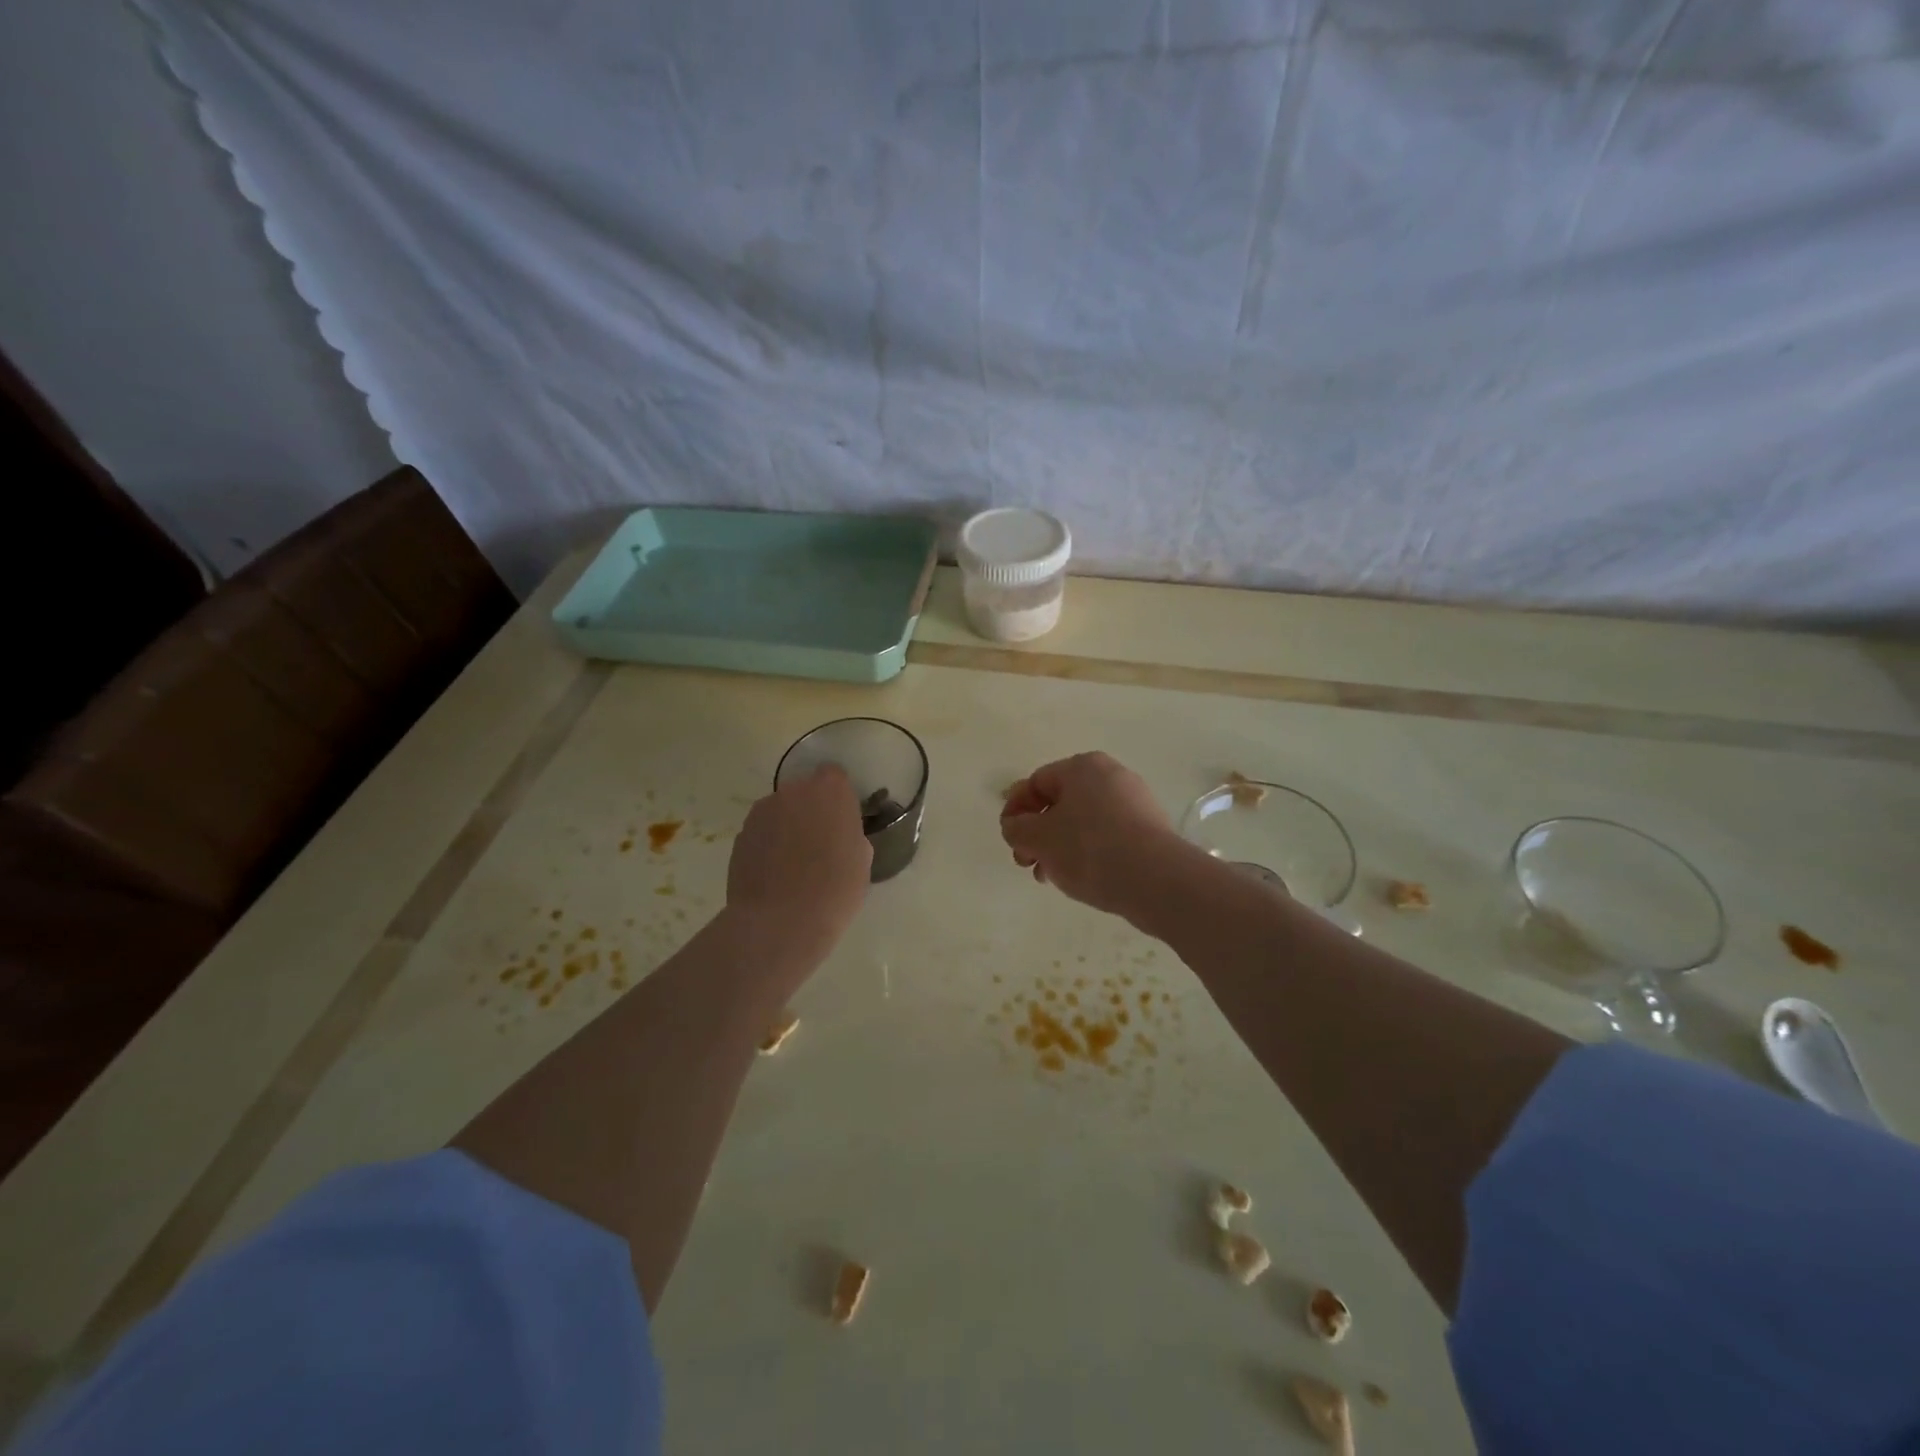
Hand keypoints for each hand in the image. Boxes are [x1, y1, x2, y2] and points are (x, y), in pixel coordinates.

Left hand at [728, 765, 870, 950]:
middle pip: (804, 792)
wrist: (780, 921)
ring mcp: (762, 812)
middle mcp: (793, 792)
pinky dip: (767, 846)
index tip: (841, 820)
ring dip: (787, 827)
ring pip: (780, 812)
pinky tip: (773, 875)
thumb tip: (839, 837)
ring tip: (792, 864)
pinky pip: (761, 832)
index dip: (838, 796)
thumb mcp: (861, 861)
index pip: (834, 775)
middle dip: (810, 811)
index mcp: (830, 792)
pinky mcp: (740, 835)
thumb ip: (850, 835)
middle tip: (818, 844)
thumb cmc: (835, 890)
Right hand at [1000, 752, 1188, 918]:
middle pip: (1060, 802)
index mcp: (1083, 767)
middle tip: (1026, 863)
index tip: (1008, 839)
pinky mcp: (1149, 830)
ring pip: (1082, 822)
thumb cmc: (1089, 848)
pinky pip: (1107, 836)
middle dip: (1037, 833)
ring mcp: (1135, 802)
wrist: (1156, 880)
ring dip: (1059, 847)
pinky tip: (1081, 878)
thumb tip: (1015, 826)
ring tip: (1051, 877)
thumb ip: (1016, 828)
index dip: (1015, 810)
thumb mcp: (1038, 838)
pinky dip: (1087, 853)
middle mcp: (1111, 776)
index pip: (1036, 782)